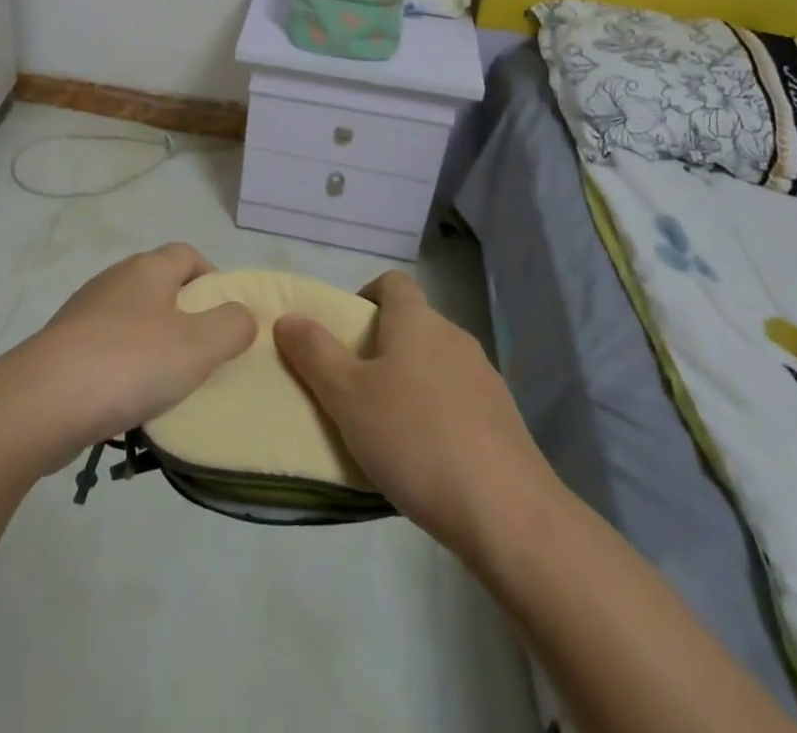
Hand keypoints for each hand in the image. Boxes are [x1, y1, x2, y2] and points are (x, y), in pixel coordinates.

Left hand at [16, 243, 256, 460]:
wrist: (42, 402)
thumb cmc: (130, 363)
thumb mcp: (198, 346)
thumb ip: (231, 326)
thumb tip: (242, 315)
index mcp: (147, 269)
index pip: (188, 254)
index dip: (213, 278)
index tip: (227, 316)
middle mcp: (114, 280)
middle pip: (160, 285)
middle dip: (186, 315)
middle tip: (204, 354)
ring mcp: (84, 313)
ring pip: (132, 319)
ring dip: (154, 345)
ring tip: (170, 385)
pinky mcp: (63, 348)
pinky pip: (106, 350)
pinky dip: (124, 368)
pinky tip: (130, 402)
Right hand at [274, 270, 557, 557]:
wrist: (508, 513)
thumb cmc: (414, 439)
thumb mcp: (346, 396)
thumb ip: (314, 353)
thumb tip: (288, 318)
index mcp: (417, 321)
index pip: (392, 282)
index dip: (365, 295)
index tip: (345, 332)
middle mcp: (454, 338)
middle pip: (412, 325)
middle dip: (381, 347)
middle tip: (353, 387)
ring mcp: (485, 378)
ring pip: (435, 364)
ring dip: (410, 382)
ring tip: (386, 429)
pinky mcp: (504, 420)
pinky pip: (458, 401)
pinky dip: (437, 414)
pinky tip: (425, 459)